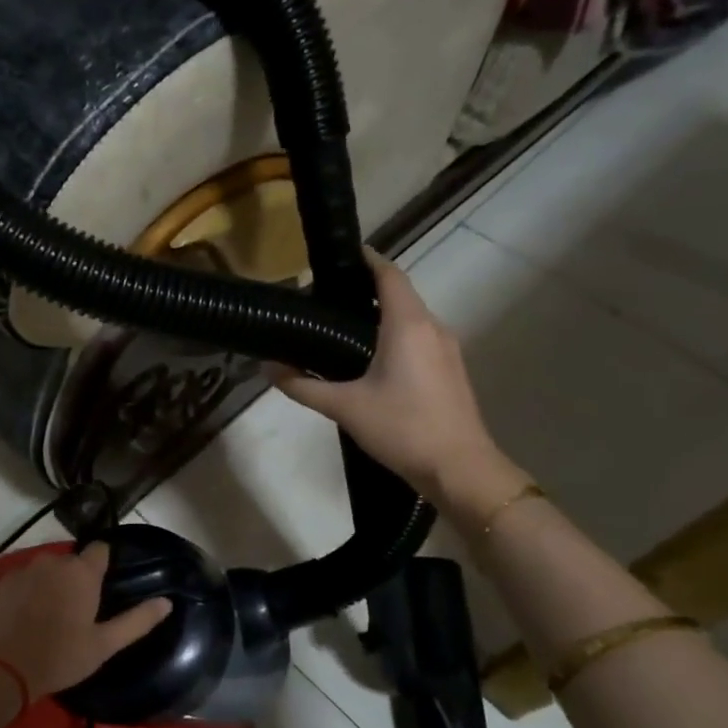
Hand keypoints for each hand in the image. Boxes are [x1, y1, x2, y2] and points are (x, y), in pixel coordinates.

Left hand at [0, 543, 171, 698]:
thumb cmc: (59, 657)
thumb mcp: (104, 645)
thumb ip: (137, 621)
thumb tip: (166, 602)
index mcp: (82, 571)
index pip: (101, 549)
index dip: (105, 564)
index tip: (106, 586)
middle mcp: (54, 561)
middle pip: (72, 562)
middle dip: (78, 579)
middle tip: (80, 611)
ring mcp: (24, 569)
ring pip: (47, 570)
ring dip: (53, 585)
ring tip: (52, 616)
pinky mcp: (1, 582)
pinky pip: (25, 580)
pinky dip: (30, 592)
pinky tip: (28, 618)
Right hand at [272, 250, 515, 509]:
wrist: (460, 469)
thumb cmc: (402, 429)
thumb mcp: (344, 407)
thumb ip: (302, 386)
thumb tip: (267, 368)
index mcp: (408, 324)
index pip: (388, 274)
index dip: (365, 259)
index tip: (336, 259)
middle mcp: (432, 326)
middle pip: (399, 293)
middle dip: (366, 289)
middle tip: (326, 298)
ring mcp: (447, 348)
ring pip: (411, 316)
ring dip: (381, 313)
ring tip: (342, 326)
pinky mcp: (450, 369)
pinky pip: (419, 336)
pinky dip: (395, 334)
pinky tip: (370, 357)